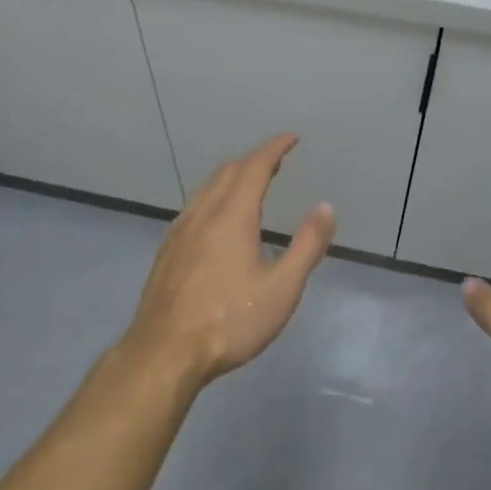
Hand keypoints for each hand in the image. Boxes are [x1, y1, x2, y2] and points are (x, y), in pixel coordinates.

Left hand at [121, 134, 334, 395]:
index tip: (292, 137)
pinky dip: (215, 194)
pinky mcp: (168, 249)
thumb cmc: (230, 321)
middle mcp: (204, 212)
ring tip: (251, 181)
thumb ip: (306, 246)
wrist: (164, 352)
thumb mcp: (281, 289)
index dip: (274, 147)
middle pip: (229, 171)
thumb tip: (326, 208)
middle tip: (277, 159)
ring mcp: (181, 229)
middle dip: (255, 158)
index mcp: (232, 215)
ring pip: (208, 186)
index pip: (255, 166)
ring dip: (233, 175)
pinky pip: (195, 204)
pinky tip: (218, 217)